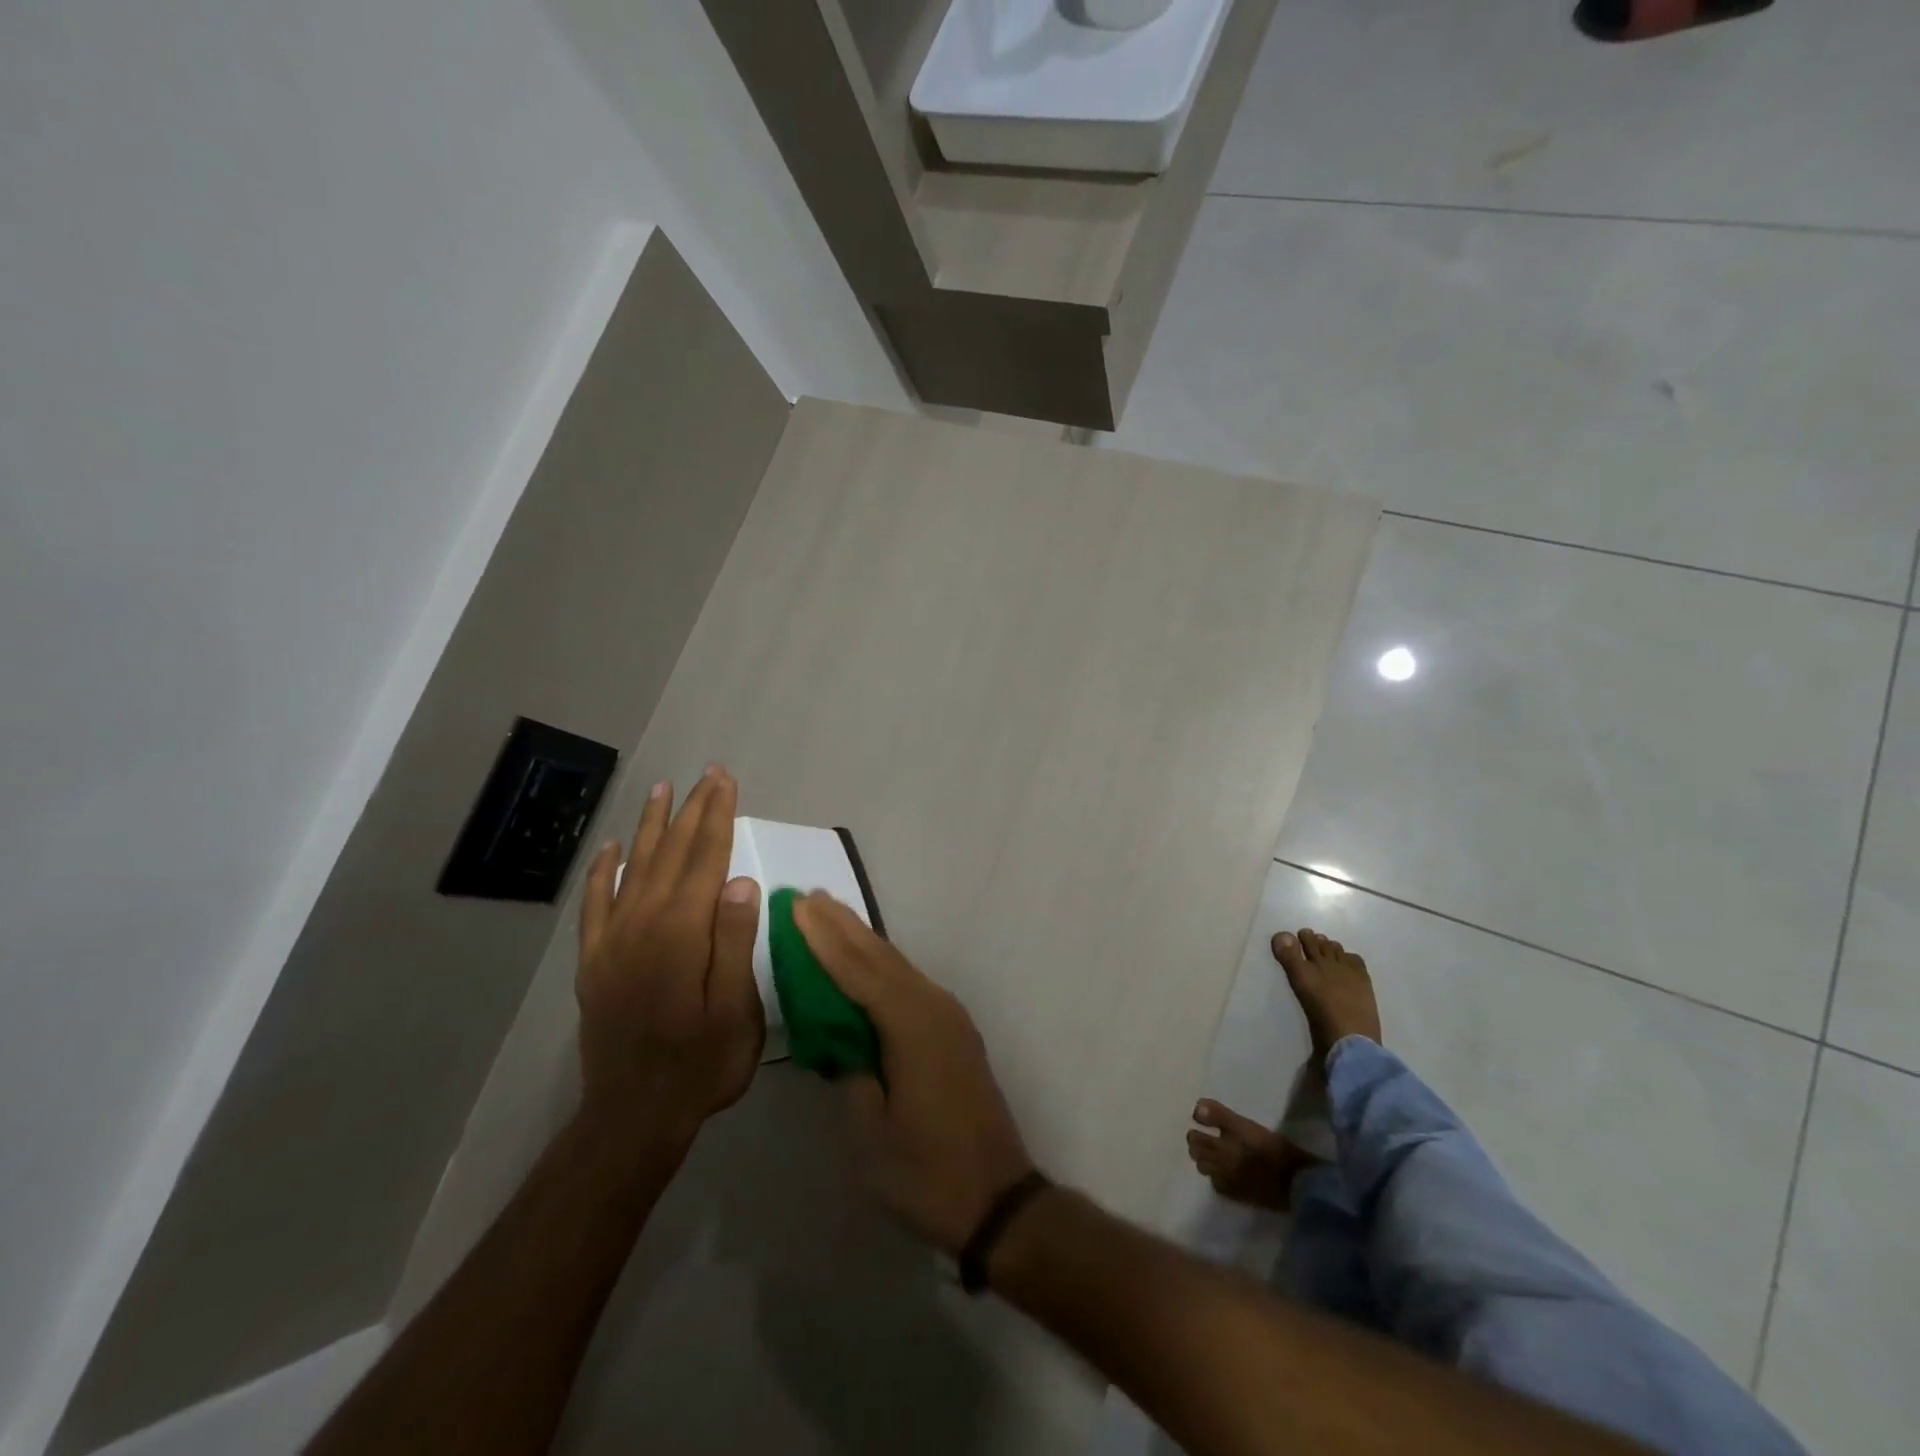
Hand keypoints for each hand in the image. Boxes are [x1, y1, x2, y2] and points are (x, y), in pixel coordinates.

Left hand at [575, 767, 763, 1148]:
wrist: (632, 1119)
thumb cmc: (699, 1065)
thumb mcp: (734, 1011)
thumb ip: (733, 942)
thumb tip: (741, 879)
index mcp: (681, 933)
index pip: (705, 859)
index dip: (718, 817)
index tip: (726, 782)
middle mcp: (642, 925)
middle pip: (671, 854)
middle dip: (693, 810)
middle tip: (708, 774)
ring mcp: (613, 942)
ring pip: (634, 868)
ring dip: (652, 827)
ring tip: (663, 791)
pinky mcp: (595, 962)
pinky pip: (596, 904)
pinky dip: (604, 871)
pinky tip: (613, 848)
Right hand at [792, 893, 1035, 1253]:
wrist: (999, 1200)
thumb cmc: (928, 1173)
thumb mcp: (872, 1135)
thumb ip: (854, 1078)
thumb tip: (847, 1045)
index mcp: (912, 1026)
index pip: (859, 971)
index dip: (825, 938)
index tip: (798, 907)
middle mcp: (934, 1008)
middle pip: (882, 957)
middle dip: (844, 926)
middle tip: (810, 897)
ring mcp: (949, 1018)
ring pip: (898, 967)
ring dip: (863, 941)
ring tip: (831, 917)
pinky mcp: (954, 1033)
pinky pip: (909, 985)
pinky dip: (881, 967)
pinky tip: (866, 964)